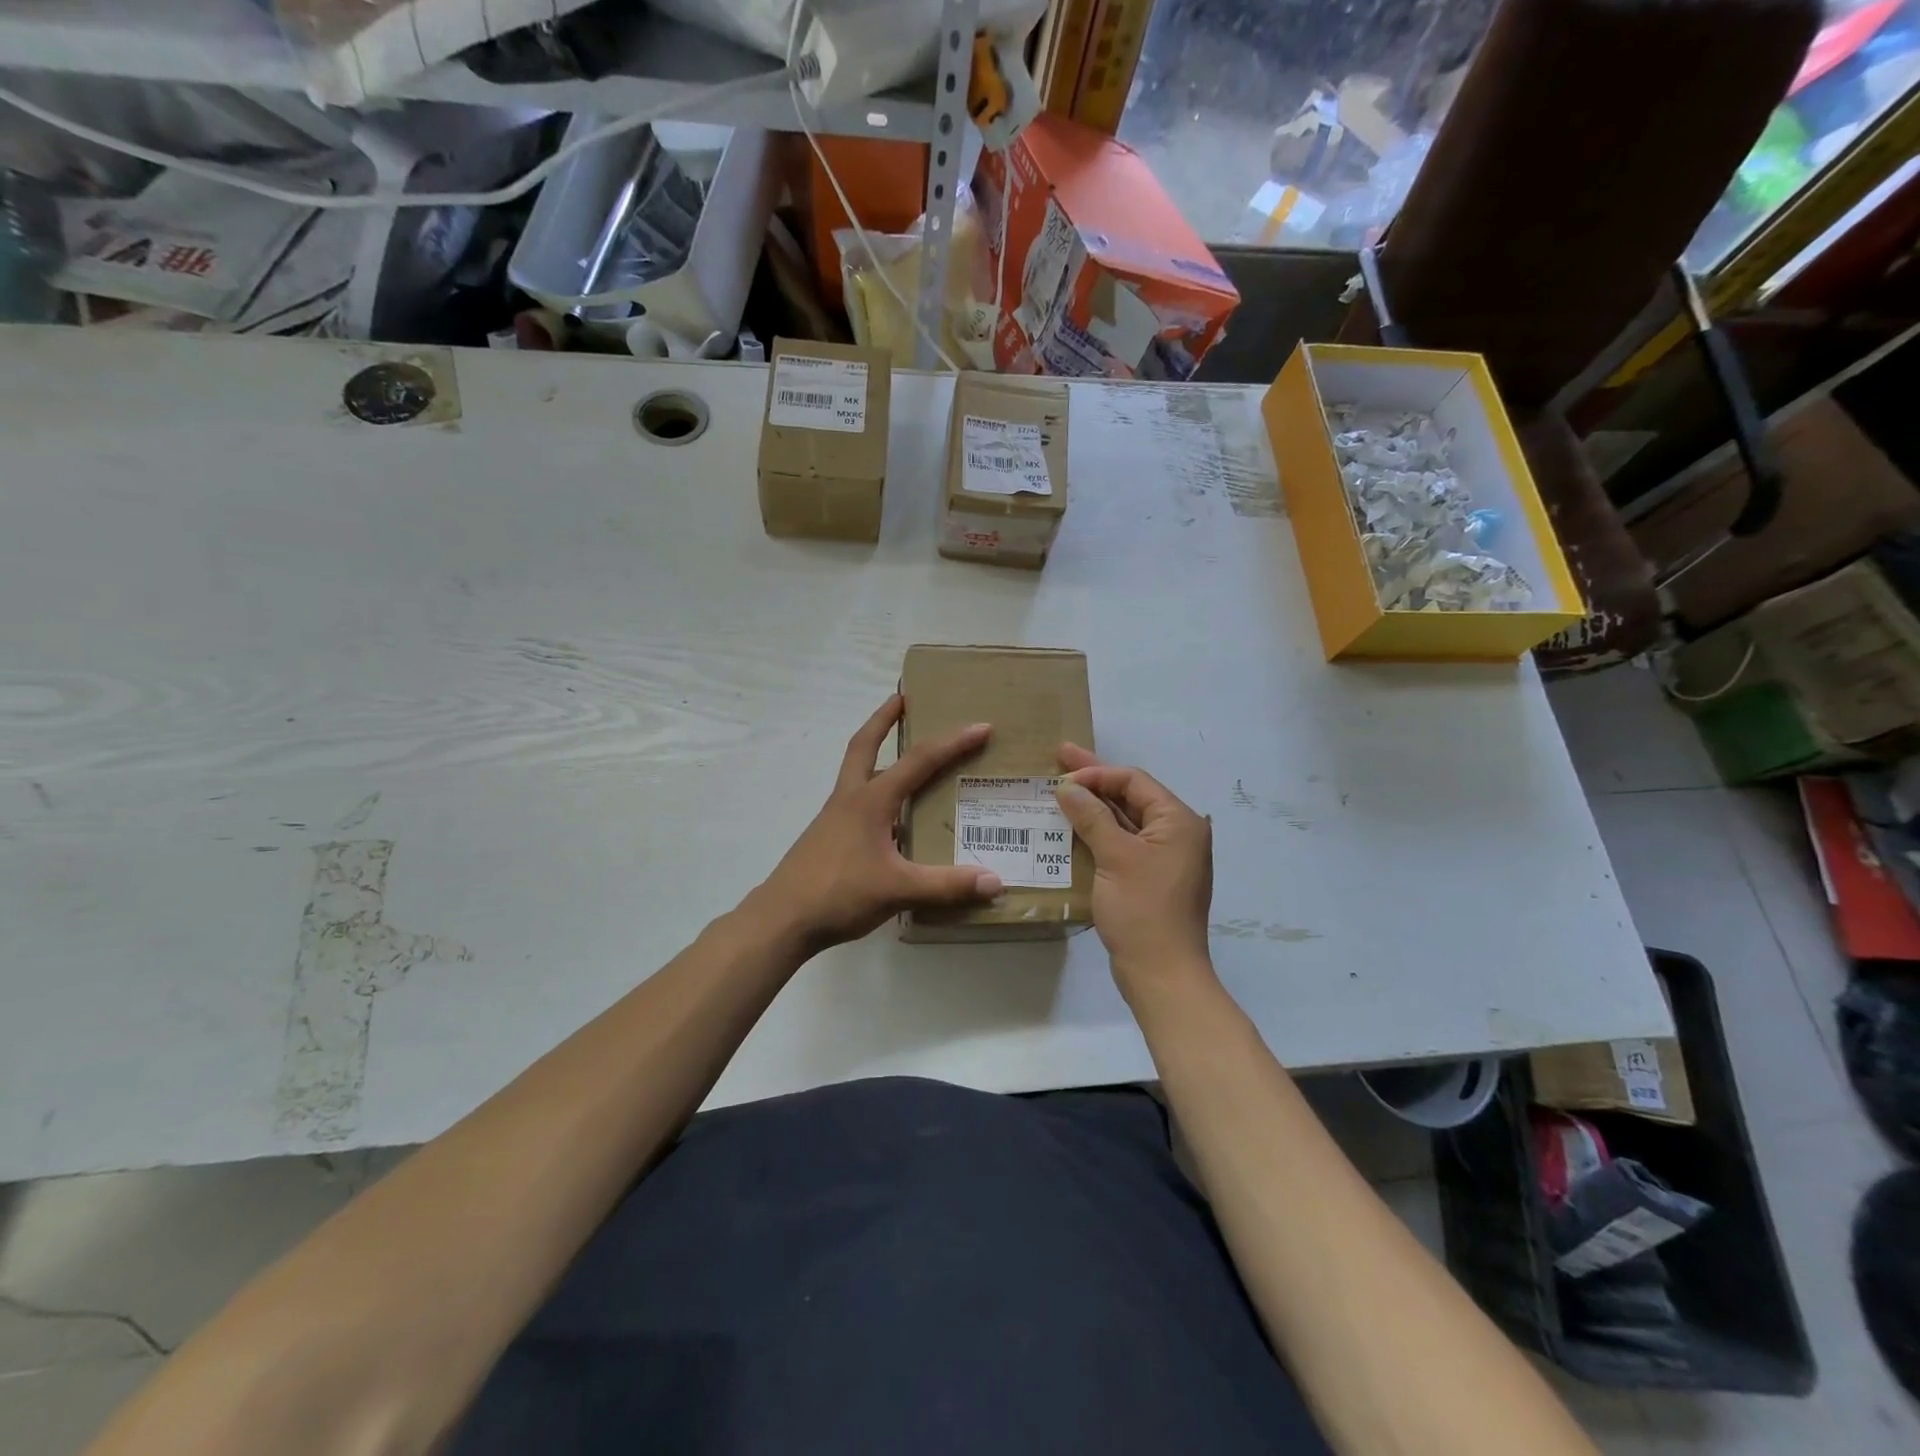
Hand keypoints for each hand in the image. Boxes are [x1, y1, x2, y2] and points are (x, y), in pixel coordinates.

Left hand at [750, 695, 1002, 953]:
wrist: (782, 919)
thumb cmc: (839, 894)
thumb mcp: (898, 889)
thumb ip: (947, 886)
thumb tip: (995, 881)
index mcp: (870, 800)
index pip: (918, 761)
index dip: (952, 743)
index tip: (980, 727)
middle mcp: (850, 799)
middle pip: (864, 745)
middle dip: (884, 719)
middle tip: (903, 697)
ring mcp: (834, 818)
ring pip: (857, 771)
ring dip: (876, 753)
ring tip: (903, 754)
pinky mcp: (828, 837)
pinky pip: (856, 802)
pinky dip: (875, 793)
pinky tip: (893, 818)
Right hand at [1053, 744, 1214, 1000]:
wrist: (1162, 974)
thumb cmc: (1142, 910)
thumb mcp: (1115, 856)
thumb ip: (1092, 817)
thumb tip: (1068, 787)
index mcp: (1178, 821)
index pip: (1134, 781)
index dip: (1097, 773)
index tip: (1061, 774)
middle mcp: (1177, 834)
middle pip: (1130, 796)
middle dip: (1094, 780)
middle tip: (1059, 757)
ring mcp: (1164, 858)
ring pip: (1125, 821)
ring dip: (1093, 807)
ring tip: (1060, 790)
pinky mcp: (1150, 879)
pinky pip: (1122, 844)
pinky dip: (1098, 834)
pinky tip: (1072, 828)